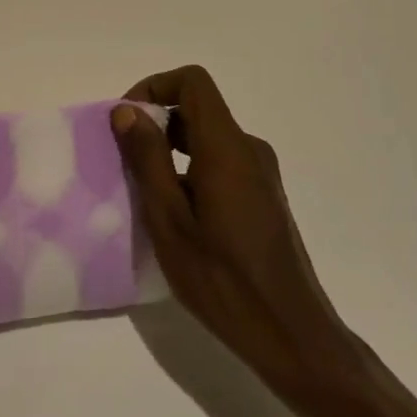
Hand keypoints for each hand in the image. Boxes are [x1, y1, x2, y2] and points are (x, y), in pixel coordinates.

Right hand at [112, 67, 364, 402]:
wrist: (291, 334)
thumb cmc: (222, 279)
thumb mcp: (169, 219)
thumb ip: (147, 158)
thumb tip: (127, 111)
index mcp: (227, 147)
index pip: (193, 81)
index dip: (154, 87)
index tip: (126, 120)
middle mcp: (249, 149)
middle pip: (199, 108)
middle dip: (156, 121)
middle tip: (125, 159)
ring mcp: (261, 174)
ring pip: (208, 137)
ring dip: (171, 148)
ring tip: (144, 191)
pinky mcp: (264, 197)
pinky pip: (221, 162)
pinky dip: (190, 168)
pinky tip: (176, 214)